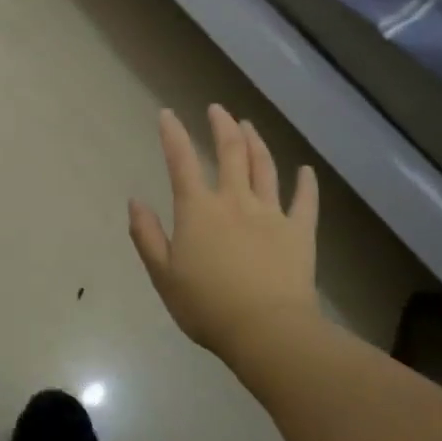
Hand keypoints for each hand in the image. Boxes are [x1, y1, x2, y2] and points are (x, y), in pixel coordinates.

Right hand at [130, 105, 322, 359]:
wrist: (267, 332)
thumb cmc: (207, 306)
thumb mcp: (163, 275)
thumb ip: (147, 236)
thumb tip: (135, 202)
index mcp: (198, 210)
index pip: (181, 161)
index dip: (173, 134)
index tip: (168, 114)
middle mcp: (234, 201)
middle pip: (230, 152)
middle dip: (222, 126)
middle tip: (217, 109)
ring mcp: (271, 213)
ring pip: (264, 167)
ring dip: (256, 143)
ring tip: (249, 126)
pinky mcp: (299, 232)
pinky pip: (305, 202)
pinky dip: (306, 184)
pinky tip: (306, 171)